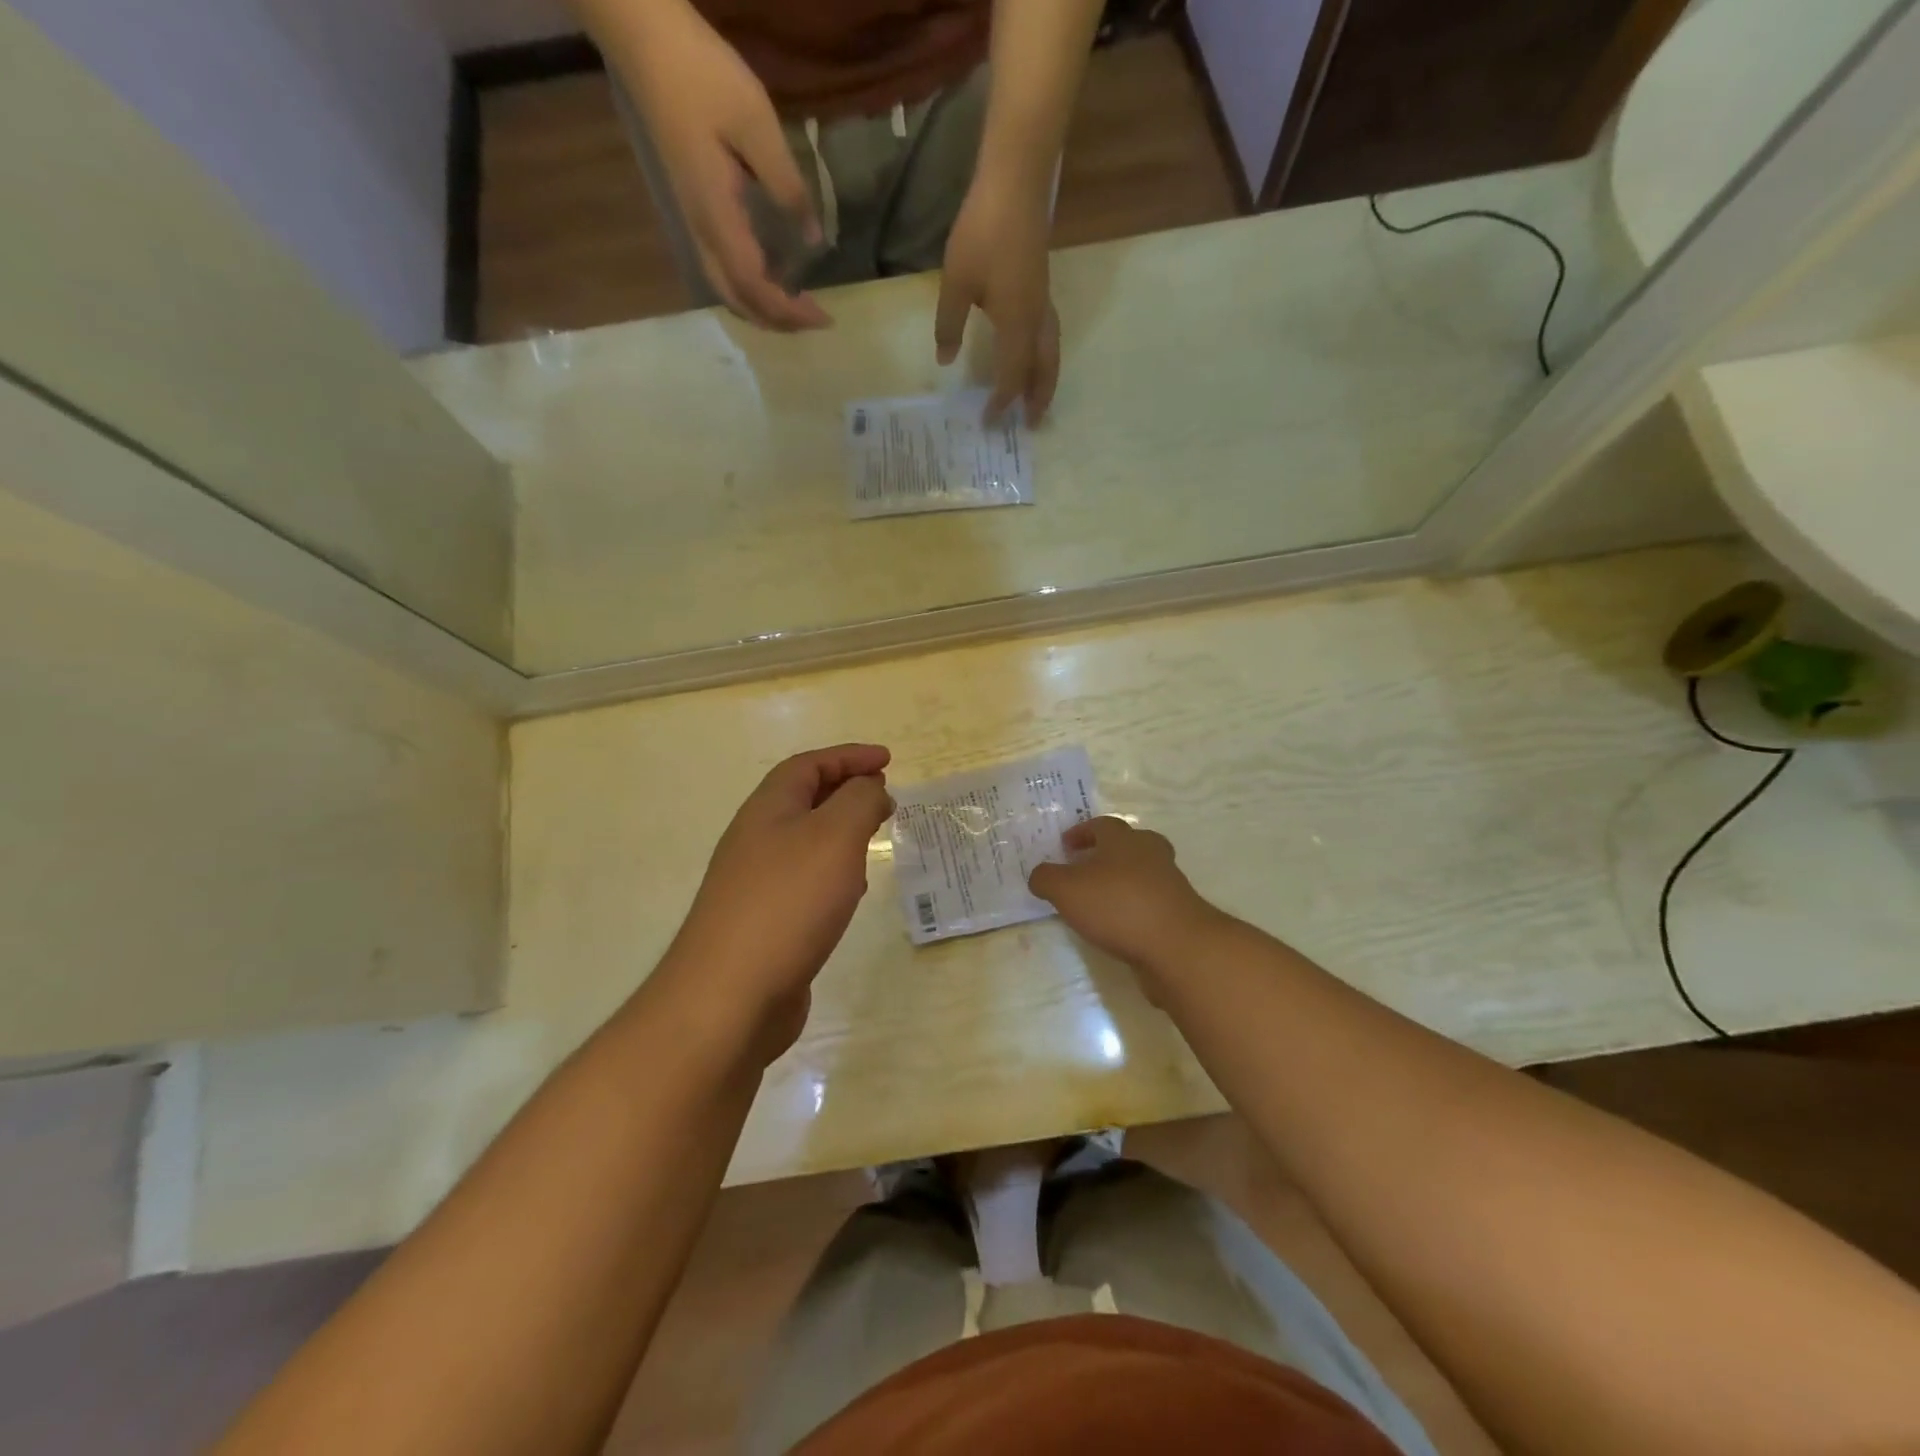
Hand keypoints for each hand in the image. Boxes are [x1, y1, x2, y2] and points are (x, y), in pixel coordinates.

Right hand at [613, 5, 829, 329]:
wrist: (644, 41)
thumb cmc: (702, 77)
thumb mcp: (756, 126)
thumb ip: (787, 186)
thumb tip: (814, 238)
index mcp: (718, 218)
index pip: (756, 288)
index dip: (790, 312)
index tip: (825, 317)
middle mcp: (703, 233)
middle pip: (740, 301)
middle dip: (779, 321)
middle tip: (816, 321)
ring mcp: (695, 223)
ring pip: (728, 291)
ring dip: (763, 311)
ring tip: (797, 312)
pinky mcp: (695, 211)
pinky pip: (723, 271)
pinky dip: (750, 291)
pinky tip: (771, 283)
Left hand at [662, 745, 892, 1060]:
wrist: (728, 997)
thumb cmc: (787, 903)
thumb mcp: (835, 837)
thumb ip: (859, 802)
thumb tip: (871, 789)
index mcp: (768, 809)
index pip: (808, 765)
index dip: (849, 756)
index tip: (888, 760)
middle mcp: (756, 839)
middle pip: (802, 799)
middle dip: (845, 790)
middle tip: (884, 795)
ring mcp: (755, 884)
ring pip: (804, 842)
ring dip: (840, 832)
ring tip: (873, 839)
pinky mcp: (763, 923)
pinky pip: (804, 881)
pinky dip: (832, 873)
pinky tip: (850, 894)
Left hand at [935, 172, 1060, 422]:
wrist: (1015, 181)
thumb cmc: (983, 231)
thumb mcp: (956, 282)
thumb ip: (949, 324)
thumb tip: (944, 359)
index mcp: (1017, 324)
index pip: (1012, 375)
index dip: (1002, 401)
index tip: (989, 421)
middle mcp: (1036, 319)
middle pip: (1044, 369)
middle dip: (1038, 398)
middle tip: (1033, 424)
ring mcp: (1042, 301)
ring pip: (1051, 352)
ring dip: (1046, 379)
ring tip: (1037, 399)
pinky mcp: (1041, 286)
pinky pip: (1048, 335)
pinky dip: (1043, 356)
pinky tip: (1031, 356)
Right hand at [1028, 817, 1216, 968]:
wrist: (1177, 946)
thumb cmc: (1117, 906)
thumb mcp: (1066, 890)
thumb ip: (1046, 878)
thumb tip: (1039, 875)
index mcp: (1123, 839)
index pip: (1101, 825)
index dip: (1081, 832)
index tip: (1065, 845)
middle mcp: (1150, 853)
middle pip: (1129, 843)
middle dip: (1107, 852)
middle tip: (1086, 866)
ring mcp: (1169, 883)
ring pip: (1142, 872)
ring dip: (1121, 880)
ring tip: (1098, 900)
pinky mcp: (1178, 912)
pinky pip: (1150, 901)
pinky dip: (1133, 907)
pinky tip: (1117, 925)